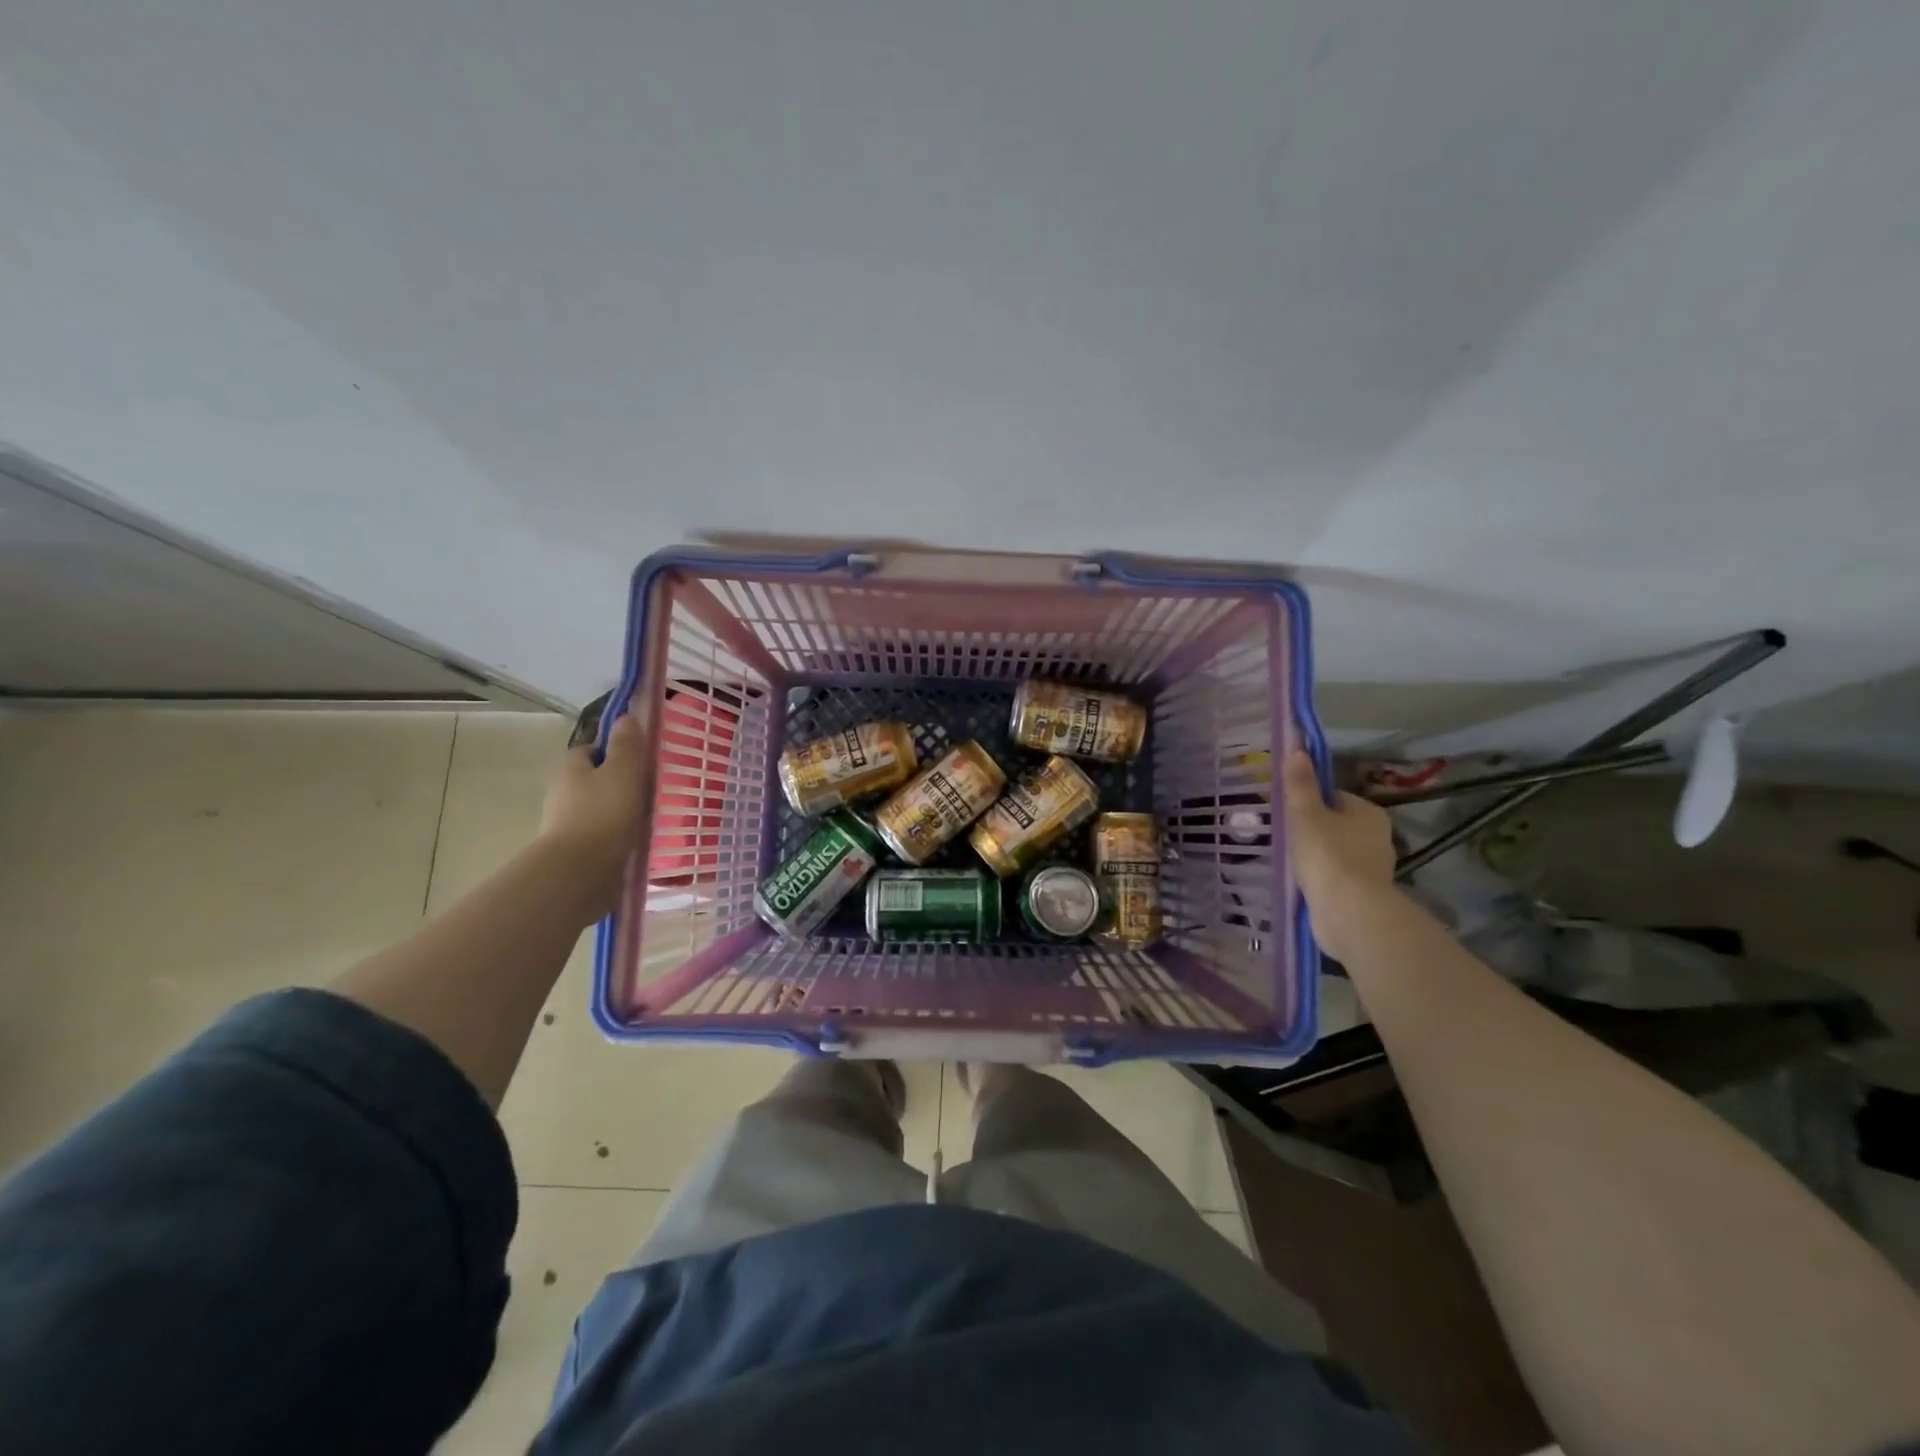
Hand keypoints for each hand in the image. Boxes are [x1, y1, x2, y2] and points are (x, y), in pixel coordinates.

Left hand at [537, 713, 648, 918]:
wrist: (579, 873)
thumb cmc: (604, 814)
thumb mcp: (624, 772)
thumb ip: (627, 745)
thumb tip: (626, 717)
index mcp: (571, 768)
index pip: (591, 750)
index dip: (614, 751)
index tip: (639, 761)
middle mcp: (562, 793)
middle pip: (593, 780)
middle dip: (618, 783)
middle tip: (649, 790)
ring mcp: (565, 824)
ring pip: (597, 808)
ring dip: (618, 811)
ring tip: (648, 819)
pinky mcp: (574, 852)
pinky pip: (600, 835)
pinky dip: (615, 836)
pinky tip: (635, 843)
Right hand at [1281, 750, 1395, 960]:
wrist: (1349, 912)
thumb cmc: (1327, 855)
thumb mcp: (1305, 813)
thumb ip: (1300, 783)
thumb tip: (1298, 749)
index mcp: (1368, 812)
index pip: (1334, 797)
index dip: (1310, 803)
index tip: (1289, 814)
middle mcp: (1379, 836)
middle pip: (1338, 825)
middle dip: (1314, 831)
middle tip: (1286, 839)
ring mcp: (1375, 868)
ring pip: (1339, 852)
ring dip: (1319, 857)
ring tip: (1292, 864)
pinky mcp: (1367, 894)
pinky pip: (1339, 877)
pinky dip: (1324, 879)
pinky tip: (1305, 885)